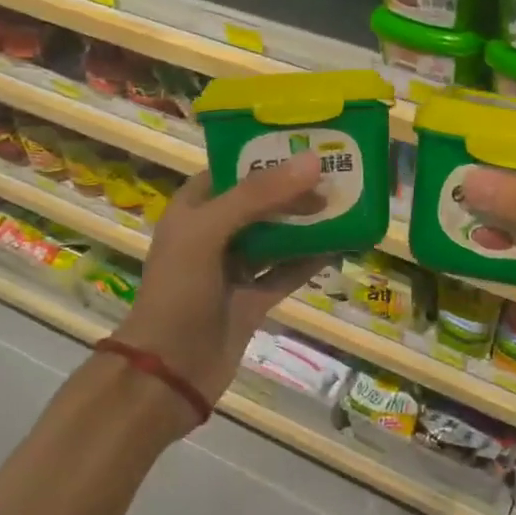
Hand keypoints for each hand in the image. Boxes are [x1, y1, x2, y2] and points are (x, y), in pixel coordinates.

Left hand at [115, 153, 328, 403]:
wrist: (169, 371)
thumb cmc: (179, 291)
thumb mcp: (209, 232)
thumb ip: (259, 196)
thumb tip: (313, 162)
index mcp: (194, 209)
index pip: (233, 169)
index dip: (267, 155)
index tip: (308, 143)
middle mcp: (215, 233)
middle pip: (261, 201)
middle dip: (295, 189)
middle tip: (337, 173)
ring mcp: (235, 267)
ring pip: (278, 235)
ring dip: (307, 222)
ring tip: (346, 202)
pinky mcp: (254, 297)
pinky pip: (288, 270)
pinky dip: (312, 259)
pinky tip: (342, 245)